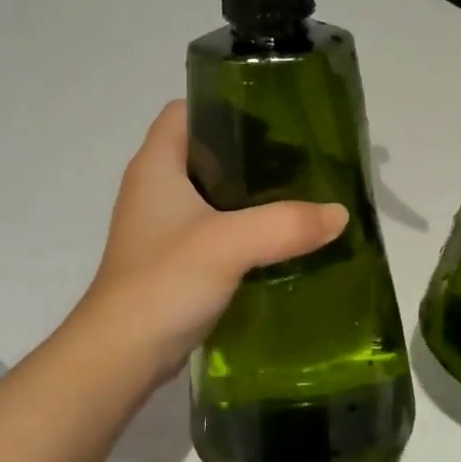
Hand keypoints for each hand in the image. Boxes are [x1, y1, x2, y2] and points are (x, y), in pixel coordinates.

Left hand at [77, 101, 347, 380]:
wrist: (121, 356)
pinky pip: (215, 230)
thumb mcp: (229, 244)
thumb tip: (339, 214)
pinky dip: (244, 229)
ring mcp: (162, 228)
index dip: (224, 106)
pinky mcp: (174, 261)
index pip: (185, 111)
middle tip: (299, 161)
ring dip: (250, 195)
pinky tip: (279, 240)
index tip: (273, 119)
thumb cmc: (164, 282)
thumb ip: (286, 224)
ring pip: (212, 194)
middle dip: (250, 153)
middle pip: (205, 151)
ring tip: (299, 196)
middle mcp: (154, 189)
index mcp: (156, 166)